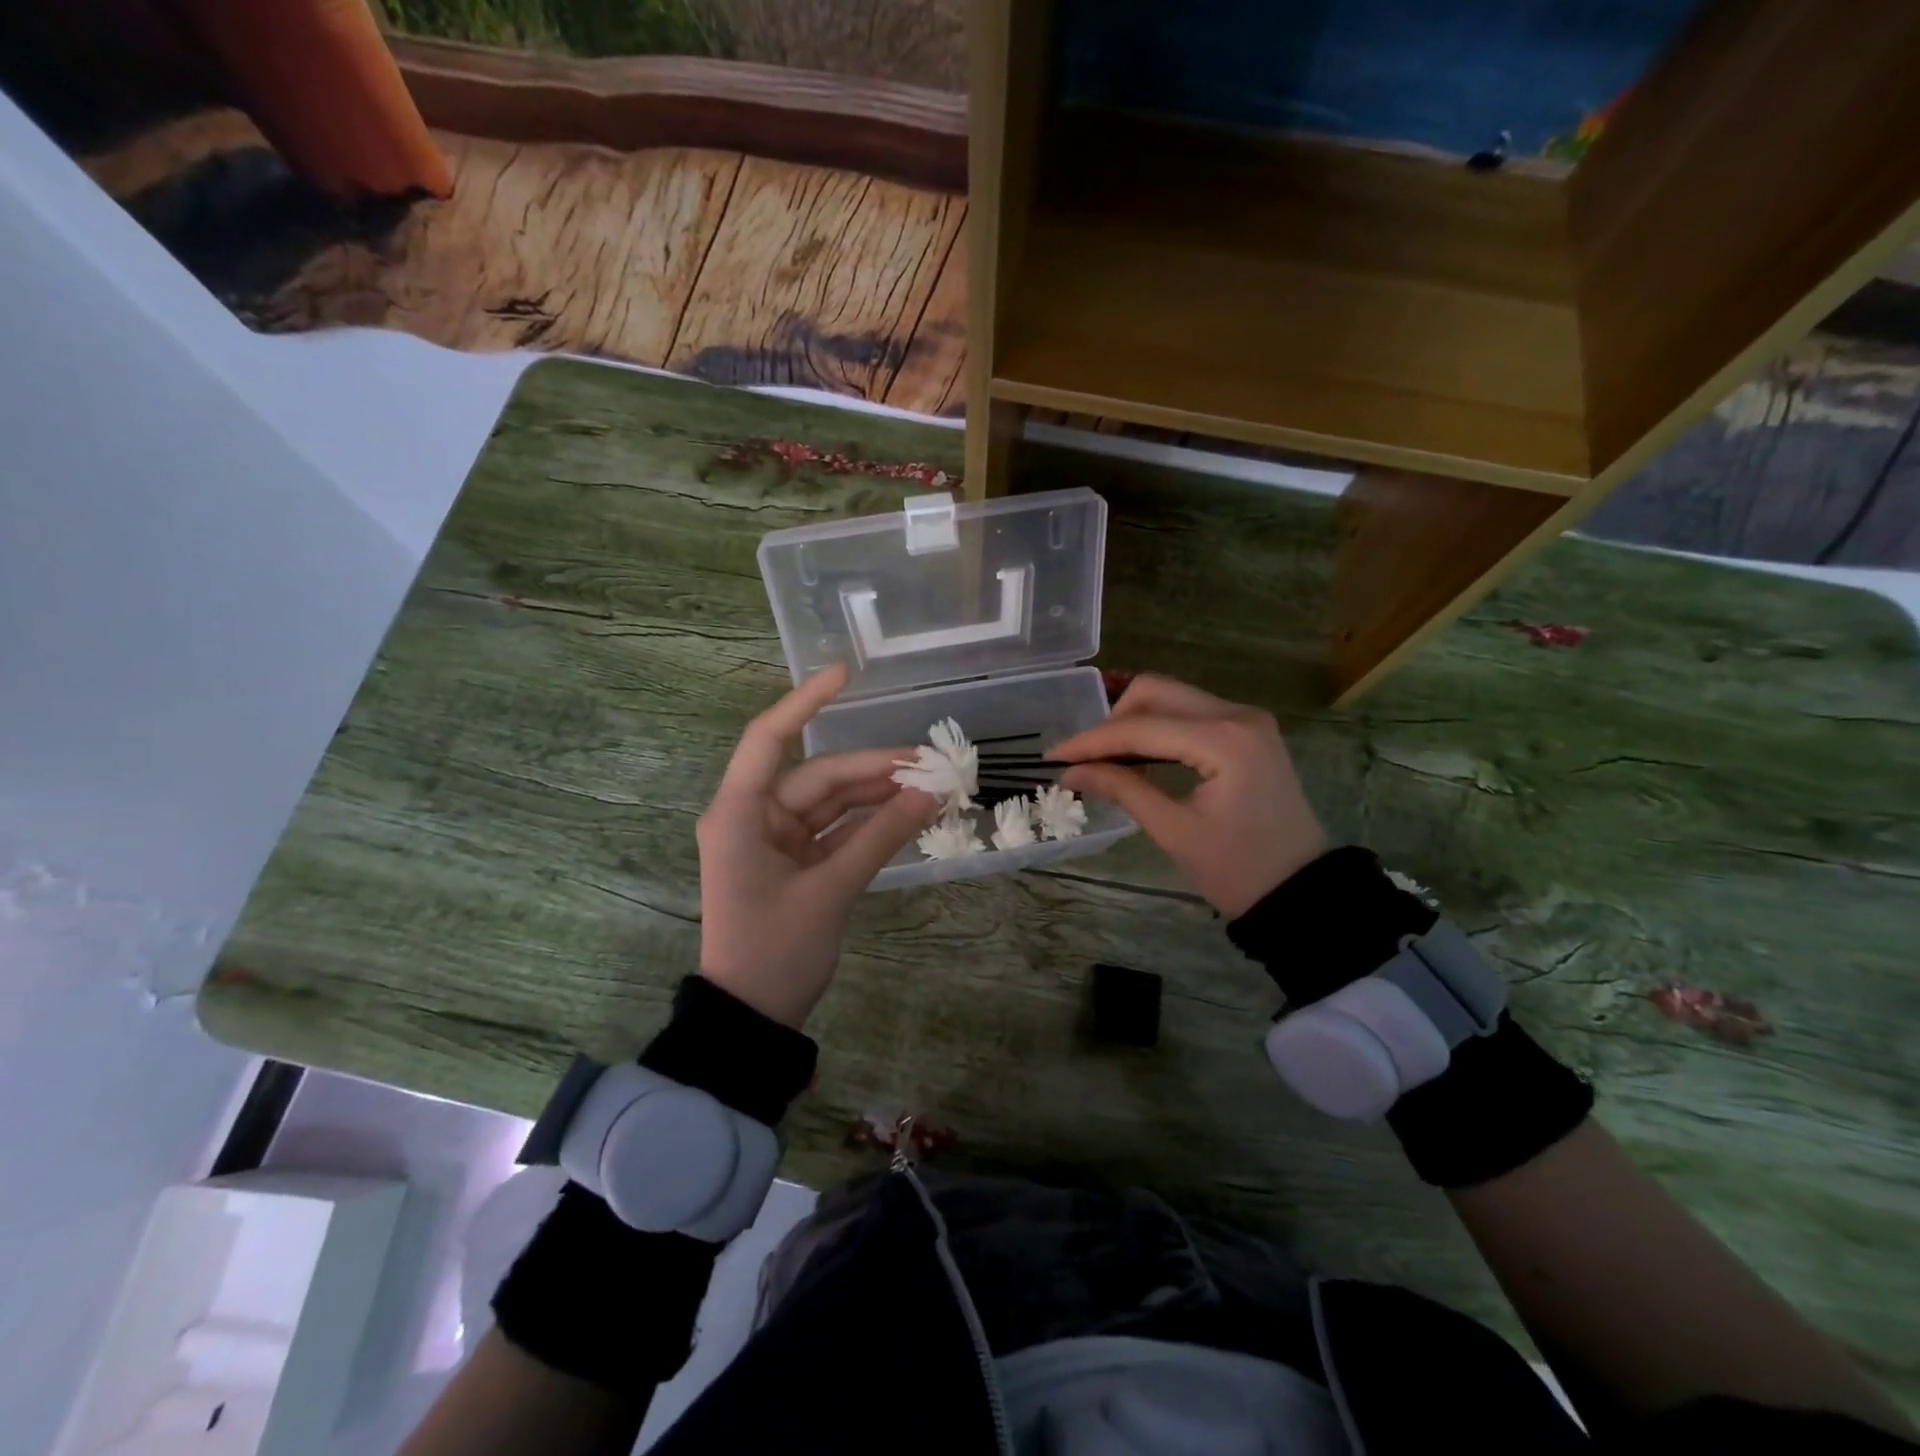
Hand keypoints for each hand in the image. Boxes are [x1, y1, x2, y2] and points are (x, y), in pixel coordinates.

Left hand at [696, 663, 939, 1028]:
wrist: (753, 1018)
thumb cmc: (775, 950)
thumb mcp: (831, 890)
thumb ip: (882, 836)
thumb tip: (933, 793)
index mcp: (739, 812)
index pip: (769, 738)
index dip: (806, 701)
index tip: (848, 675)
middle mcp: (753, 816)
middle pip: (819, 776)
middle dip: (875, 769)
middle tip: (932, 765)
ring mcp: (775, 839)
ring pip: (833, 802)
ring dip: (878, 795)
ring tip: (931, 788)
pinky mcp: (795, 862)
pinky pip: (837, 830)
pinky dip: (871, 823)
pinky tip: (911, 814)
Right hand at [1049, 674, 1327, 917]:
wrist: (1303, 892)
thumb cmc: (1239, 870)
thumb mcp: (1174, 831)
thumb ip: (1123, 789)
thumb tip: (1071, 772)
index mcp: (1225, 739)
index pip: (1141, 727)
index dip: (1092, 741)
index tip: (1054, 757)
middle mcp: (1238, 714)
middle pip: (1156, 692)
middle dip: (1112, 721)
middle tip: (1084, 757)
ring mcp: (1247, 719)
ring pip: (1172, 697)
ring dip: (1133, 721)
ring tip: (1103, 758)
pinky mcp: (1247, 731)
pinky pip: (1190, 713)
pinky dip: (1158, 728)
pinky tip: (1137, 754)